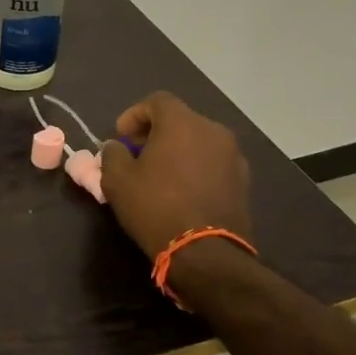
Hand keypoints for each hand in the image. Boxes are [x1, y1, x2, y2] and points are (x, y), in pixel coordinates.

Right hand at [99, 92, 252, 258]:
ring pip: (198, 141)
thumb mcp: (117, 180)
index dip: (134, 115)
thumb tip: (116, 147)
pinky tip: (182, 191)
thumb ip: (112, 154)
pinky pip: (212, 162)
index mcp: (182, 123)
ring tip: (160, 175)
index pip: (157, 101)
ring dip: (177, 150)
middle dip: (155, 133)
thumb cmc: (155, 207)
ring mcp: (233, 156)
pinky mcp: (243, 181)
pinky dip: (195, 167)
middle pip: (180, 120)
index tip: (120, 137)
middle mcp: (213, 131)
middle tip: (137, 156)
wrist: (205, 253)